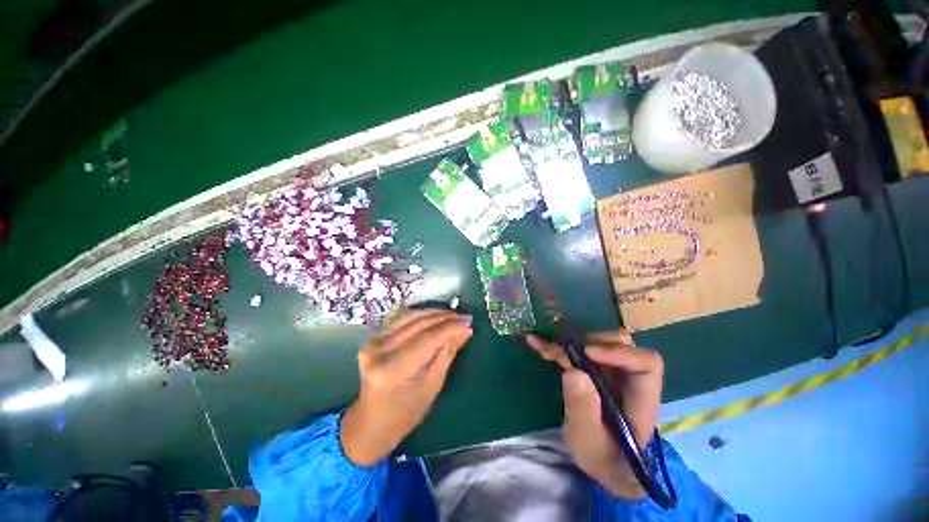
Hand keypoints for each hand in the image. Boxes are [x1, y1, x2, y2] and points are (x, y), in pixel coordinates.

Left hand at [341, 309, 472, 466]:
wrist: (372, 422)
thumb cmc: (406, 413)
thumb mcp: (432, 386)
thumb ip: (448, 353)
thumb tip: (465, 330)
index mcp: (392, 369)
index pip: (427, 339)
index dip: (450, 328)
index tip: (468, 322)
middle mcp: (379, 351)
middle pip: (418, 325)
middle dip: (445, 318)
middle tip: (464, 317)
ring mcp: (373, 342)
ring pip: (410, 317)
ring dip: (434, 313)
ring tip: (453, 315)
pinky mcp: (373, 337)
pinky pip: (402, 320)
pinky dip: (421, 316)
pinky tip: (436, 316)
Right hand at [526, 331, 663, 498]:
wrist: (600, 461)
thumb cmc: (602, 457)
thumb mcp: (589, 441)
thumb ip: (584, 410)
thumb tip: (573, 371)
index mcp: (640, 398)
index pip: (646, 364)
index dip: (618, 352)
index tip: (587, 352)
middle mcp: (628, 378)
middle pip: (619, 344)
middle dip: (588, 341)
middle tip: (562, 349)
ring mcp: (609, 371)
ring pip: (595, 342)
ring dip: (569, 343)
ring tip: (544, 348)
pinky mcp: (591, 370)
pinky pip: (576, 351)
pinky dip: (556, 346)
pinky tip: (536, 343)